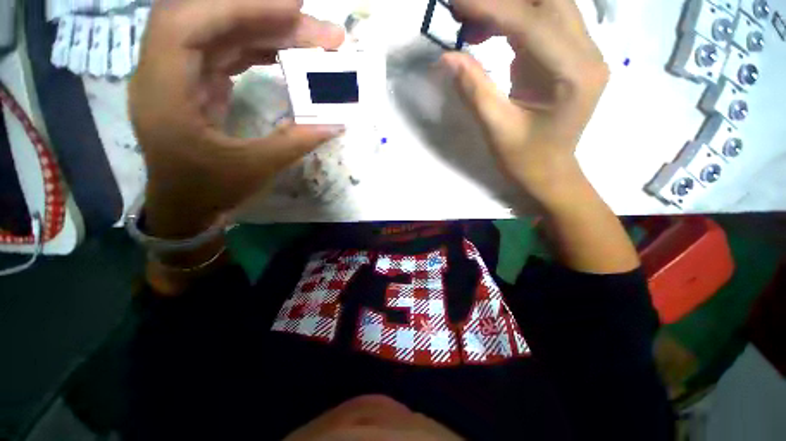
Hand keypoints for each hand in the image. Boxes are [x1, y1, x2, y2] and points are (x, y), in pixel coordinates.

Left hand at [129, 0, 344, 237]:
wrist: (183, 205)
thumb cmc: (208, 190)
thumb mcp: (254, 169)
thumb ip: (296, 142)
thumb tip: (337, 124)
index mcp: (164, 92)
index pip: (190, 23)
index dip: (240, 6)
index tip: (293, 7)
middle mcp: (165, 70)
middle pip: (211, 18)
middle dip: (266, 15)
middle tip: (320, 30)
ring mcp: (181, 72)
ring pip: (225, 33)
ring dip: (271, 31)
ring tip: (316, 40)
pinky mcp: (198, 80)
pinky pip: (230, 51)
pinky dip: (261, 47)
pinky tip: (290, 52)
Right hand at [443, 0, 608, 204]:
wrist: (550, 172)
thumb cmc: (526, 159)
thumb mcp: (497, 129)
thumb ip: (474, 90)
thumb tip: (447, 57)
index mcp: (574, 75)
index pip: (531, 23)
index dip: (491, 7)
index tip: (456, 2)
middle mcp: (587, 53)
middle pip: (549, 0)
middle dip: (503, 0)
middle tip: (464, 9)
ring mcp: (581, 51)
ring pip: (548, 4)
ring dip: (508, 6)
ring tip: (471, 21)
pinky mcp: (569, 55)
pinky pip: (543, 20)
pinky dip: (512, 17)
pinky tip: (487, 31)